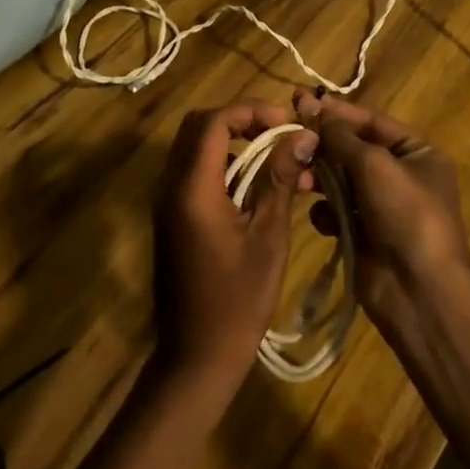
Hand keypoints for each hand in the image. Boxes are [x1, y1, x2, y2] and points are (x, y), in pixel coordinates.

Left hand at [151, 102, 315, 406]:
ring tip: (278, 161)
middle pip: (198, 126)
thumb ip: (279, 179)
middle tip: (280, 135)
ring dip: (235, 143)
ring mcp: (166, 201)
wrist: (196, 357)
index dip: (250, 111)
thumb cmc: (238, 301)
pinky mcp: (171, 216)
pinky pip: (194, 172)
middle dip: (241, 120)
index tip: (286, 124)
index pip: (213, 121)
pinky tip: (259, 187)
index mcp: (191, 188)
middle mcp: (170, 186)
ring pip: (195, 147)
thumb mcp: (268, 237)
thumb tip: (303, 136)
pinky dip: (225, 165)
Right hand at [293, 91, 469, 332]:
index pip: (371, 122)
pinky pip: (338, 213)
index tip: (299, 101)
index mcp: (417, 153)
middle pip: (354, 150)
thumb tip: (315, 108)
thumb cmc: (405, 213)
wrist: (420, 290)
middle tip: (287, 136)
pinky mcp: (365, 235)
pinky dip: (326, 212)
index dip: (336, 112)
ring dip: (319, 178)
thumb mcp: (375, 164)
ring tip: (297, 178)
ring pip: (342, 181)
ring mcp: (383, 208)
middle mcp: (402, 176)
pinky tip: (320, 217)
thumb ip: (342, 137)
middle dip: (323, 146)